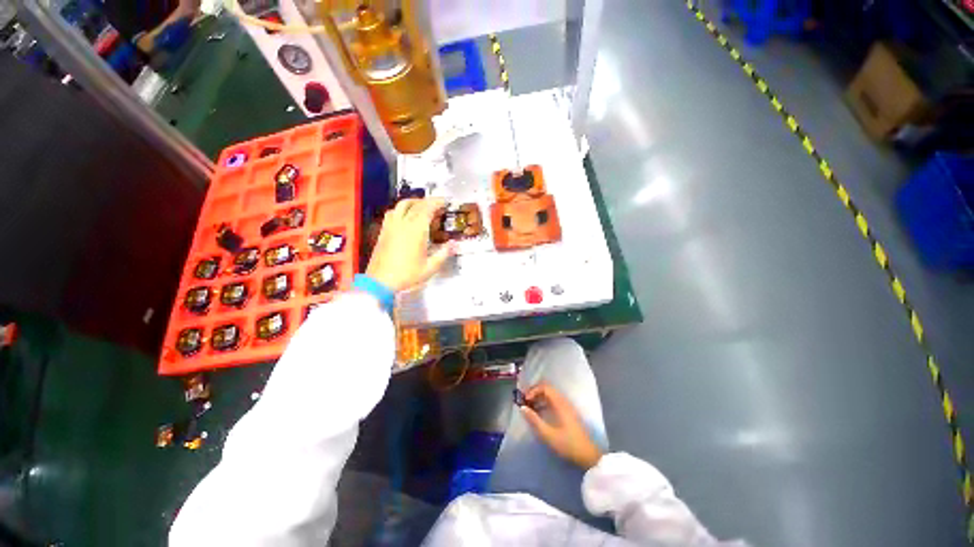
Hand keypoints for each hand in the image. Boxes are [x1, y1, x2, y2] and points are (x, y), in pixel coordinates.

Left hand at [366, 198, 454, 292]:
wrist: (380, 282)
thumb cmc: (407, 275)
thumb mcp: (430, 268)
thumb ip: (444, 254)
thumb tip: (455, 244)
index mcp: (416, 231)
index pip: (427, 209)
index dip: (437, 202)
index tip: (445, 201)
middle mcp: (403, 224)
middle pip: (416, 204)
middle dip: (428, 201)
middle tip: (438, 204)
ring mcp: (391, 226)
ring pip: (402, 205)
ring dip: (414, 202)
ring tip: (422, 206)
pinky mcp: (383, 231)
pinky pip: (392, 213)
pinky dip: (401, 209)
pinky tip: (405, 216)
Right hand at [519, 383, 602, 469]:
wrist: (588, 456)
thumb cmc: (568, 445)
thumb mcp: (548, 434)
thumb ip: (534, 420)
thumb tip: (522, 408)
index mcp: (560, 404)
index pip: (545, 387)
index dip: (533, 390)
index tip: (525, 400)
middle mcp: (564, 401)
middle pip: (548, 389)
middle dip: (535, 392)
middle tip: (525, 401)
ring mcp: (567, 407)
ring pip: (551, 395)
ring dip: (539, 398)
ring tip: (530, 407)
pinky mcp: (568, 413)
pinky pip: (554, 401)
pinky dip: (545, 403)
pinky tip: (539, 413)